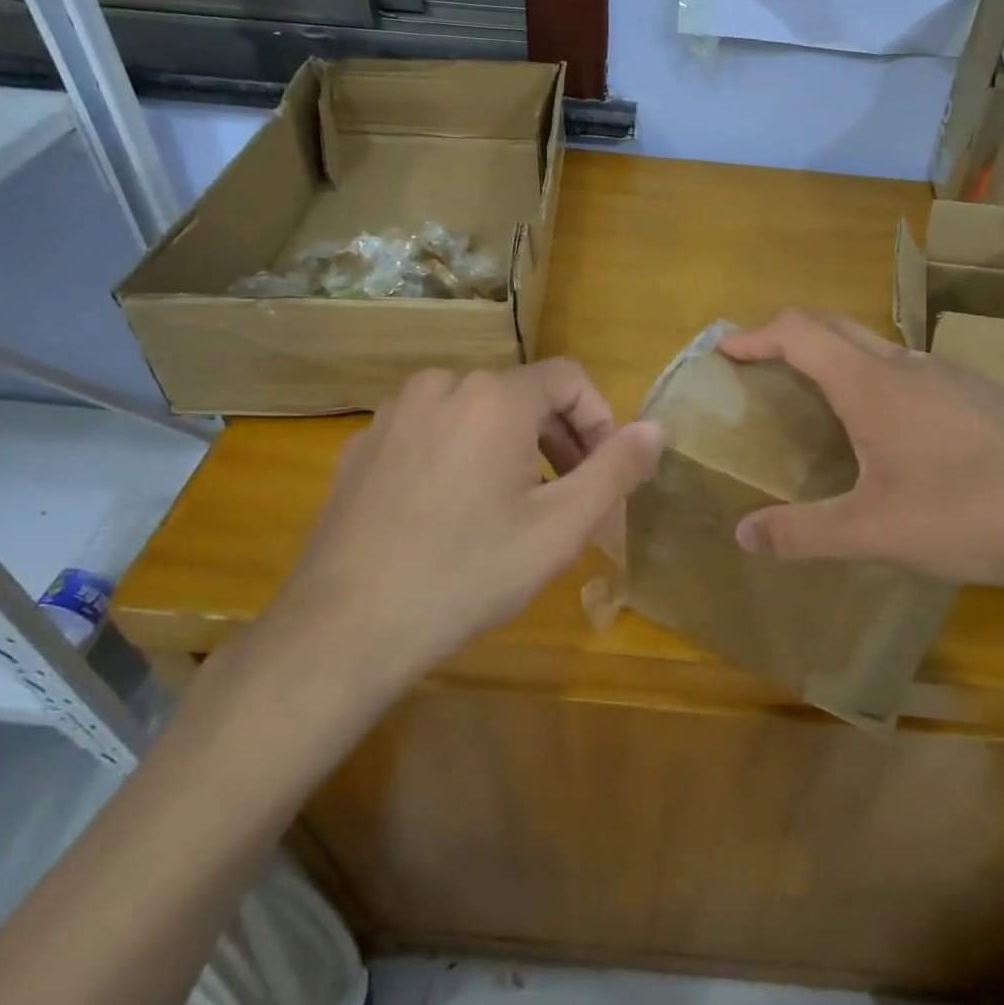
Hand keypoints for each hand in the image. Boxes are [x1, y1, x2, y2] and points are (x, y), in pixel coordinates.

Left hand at [240, 360, 664, 747]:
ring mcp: (393, 413)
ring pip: (474, 412)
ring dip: (509, 447)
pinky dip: (459, 456)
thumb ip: (616, 469)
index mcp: (494, 397)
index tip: (603, 472)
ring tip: (512, 507)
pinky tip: (451, 513)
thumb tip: (658, 427)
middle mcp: (441, 385)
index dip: (599, 419)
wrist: (345, 627)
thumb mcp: (560, 527)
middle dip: (557, 437)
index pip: (569, 378)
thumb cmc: (468, 573)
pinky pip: (430, 433)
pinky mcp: (361, 445)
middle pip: (521, 394)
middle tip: (567, 497)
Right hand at [717, 311, 1003, 609]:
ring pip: (878, 347)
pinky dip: (877, 378)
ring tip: (820, 399)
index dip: (756, 335)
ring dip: (837, 356)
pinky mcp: (983, 396)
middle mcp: (910, 366)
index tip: (726, 350)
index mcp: (874, 385)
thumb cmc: (972, 516)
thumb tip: (742, 534)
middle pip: (836, 326)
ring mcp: (952, 376)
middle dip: (790, 335)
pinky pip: (912, 370)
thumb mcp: (876, 534)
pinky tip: (893, 430)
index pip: (800, 334)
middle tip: (762, 365)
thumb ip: (803, 533)